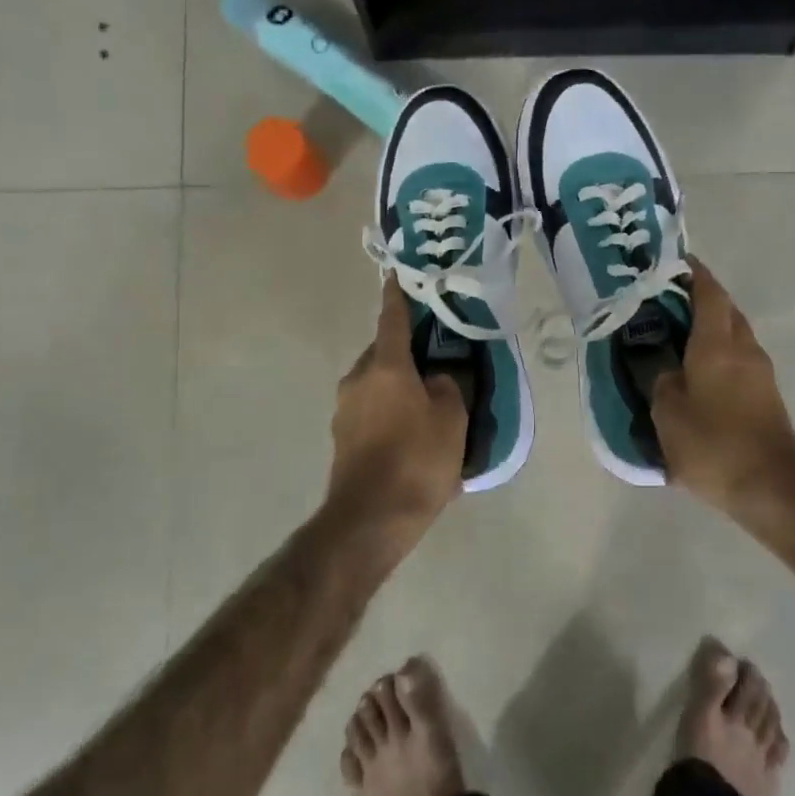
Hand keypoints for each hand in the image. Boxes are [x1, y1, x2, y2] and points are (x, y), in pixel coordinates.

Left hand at [323, 277, 467, 543]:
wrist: (369, 520)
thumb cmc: (416, 461)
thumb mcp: (452, 420)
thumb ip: (448, 388)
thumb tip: (436, 378)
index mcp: (386, 366)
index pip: (392, 319)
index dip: (398, 296)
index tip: (398, 275)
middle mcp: (358, 379)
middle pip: (384, 352)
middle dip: (406, 350)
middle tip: (436, 357)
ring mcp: (345, 409)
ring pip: (377, 383)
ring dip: (399, 385)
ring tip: (429, 402)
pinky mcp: (342, 437)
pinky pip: (372, 411)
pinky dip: (391, 412)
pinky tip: (413, 435)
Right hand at [653, 259, 794, 516]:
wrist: (771, 486)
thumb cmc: (713, 444)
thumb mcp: (668, 412)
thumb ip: (660, 380)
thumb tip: (664, 368)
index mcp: (717, 343)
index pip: (708, 291)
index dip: (691, 272)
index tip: (671, 262)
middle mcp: (743, 347)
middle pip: (724, 308)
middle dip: (698, 297)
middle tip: (662, 300)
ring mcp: (759, 370)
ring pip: (732, 333)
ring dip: (708, 326)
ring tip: (674, 334)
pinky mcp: (765, 393)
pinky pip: (737, 357)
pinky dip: (716, 351)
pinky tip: (694, 370)